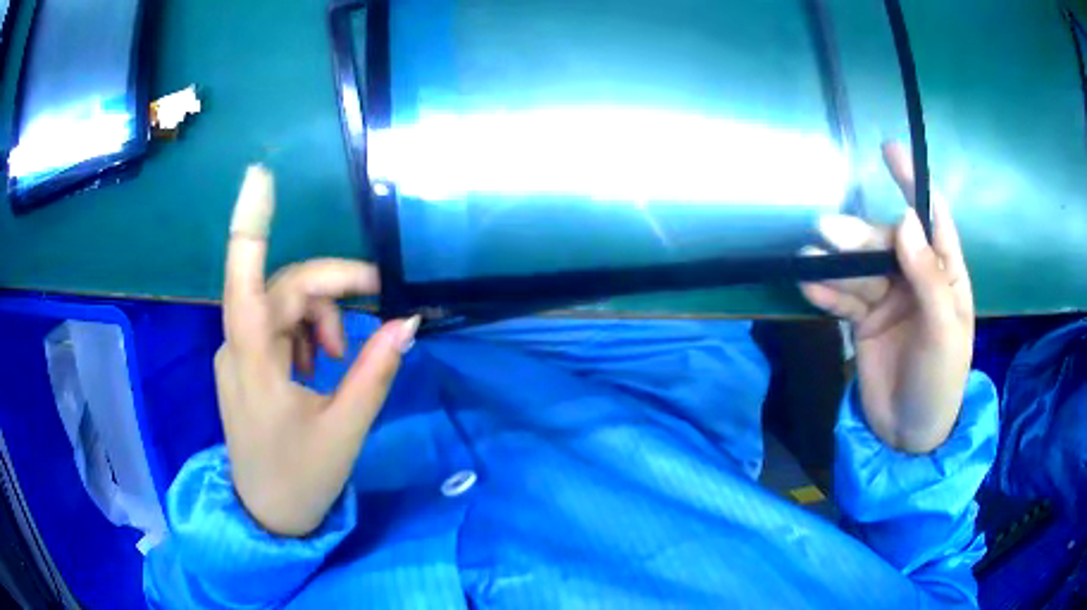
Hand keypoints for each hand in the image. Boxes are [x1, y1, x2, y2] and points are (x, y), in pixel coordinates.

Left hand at [218, 166, 418, 535]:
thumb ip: (374, 371)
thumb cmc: (301, 477)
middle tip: (376, 308)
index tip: (260, 175)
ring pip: (281, 304)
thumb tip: (408, 323)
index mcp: (253, 361)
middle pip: (283, 286)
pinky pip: (275, 326)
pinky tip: (318, 365)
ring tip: (340, 358)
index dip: (250, 224)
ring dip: (319, 316)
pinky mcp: (244, 364)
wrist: (268, 515)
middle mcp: (236, 345)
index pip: (244, 279)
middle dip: (331, 289)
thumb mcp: (345, 428)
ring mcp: (236, 354)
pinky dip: (305, 332)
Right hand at [800, 142, 972, 453]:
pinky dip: (826, 292)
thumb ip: (929, 277)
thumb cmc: (940, 382)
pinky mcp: (863, 320)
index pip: (931, 219)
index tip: (889, 150)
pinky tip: (809, 287)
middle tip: (827, 231)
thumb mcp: (944, 332)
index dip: (912, 184)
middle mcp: (916, 278)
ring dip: (835, 263)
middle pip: (885, 243)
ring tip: (808, 259)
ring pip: (859, 268)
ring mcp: (888, 298)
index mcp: (945, 275)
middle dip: (858, 236)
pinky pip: (843, 297)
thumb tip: (906, 219)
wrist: (909, 435)